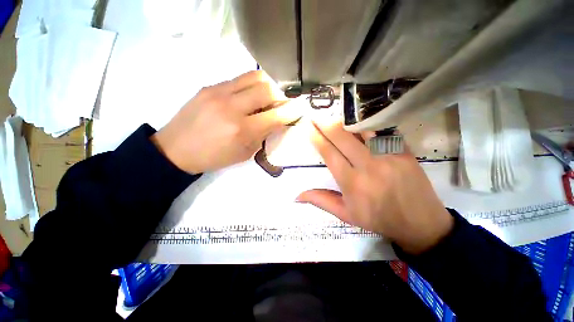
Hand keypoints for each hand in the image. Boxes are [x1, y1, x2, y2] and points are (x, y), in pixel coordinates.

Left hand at [151, 71, 303, 172]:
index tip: (300, 109)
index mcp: (241, 130)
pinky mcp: (210, 86)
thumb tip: (277, 121)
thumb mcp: (244, 153)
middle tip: (281, 105)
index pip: (276, 115)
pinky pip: (239, 79)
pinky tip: (250, 96)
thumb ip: (263, 135)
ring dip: (268, 86)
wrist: (176, 149)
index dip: (292, 111)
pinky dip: (252, 86)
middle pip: (268, 89)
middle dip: (281, 96)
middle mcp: (232, 107)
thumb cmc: (214, 157)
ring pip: (255, 76)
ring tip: (268, 97)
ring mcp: (219, 92)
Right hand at [296, 118, 453, 253]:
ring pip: (362, 130)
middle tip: (315, 114)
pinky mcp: (403, 150)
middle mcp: (367, 166)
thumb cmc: (378, 220)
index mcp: (351, 183)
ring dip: (345, 120)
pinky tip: (359, 118)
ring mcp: (387, 156)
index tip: (308, 127)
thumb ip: (321, 201)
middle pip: (342, 138)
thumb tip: (297, 196)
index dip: (317, 138)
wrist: (420, 224)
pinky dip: (368, 123)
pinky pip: (382, 131)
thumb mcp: (346, 215)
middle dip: (326, 124)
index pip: (329, 153)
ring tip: (334, 113)